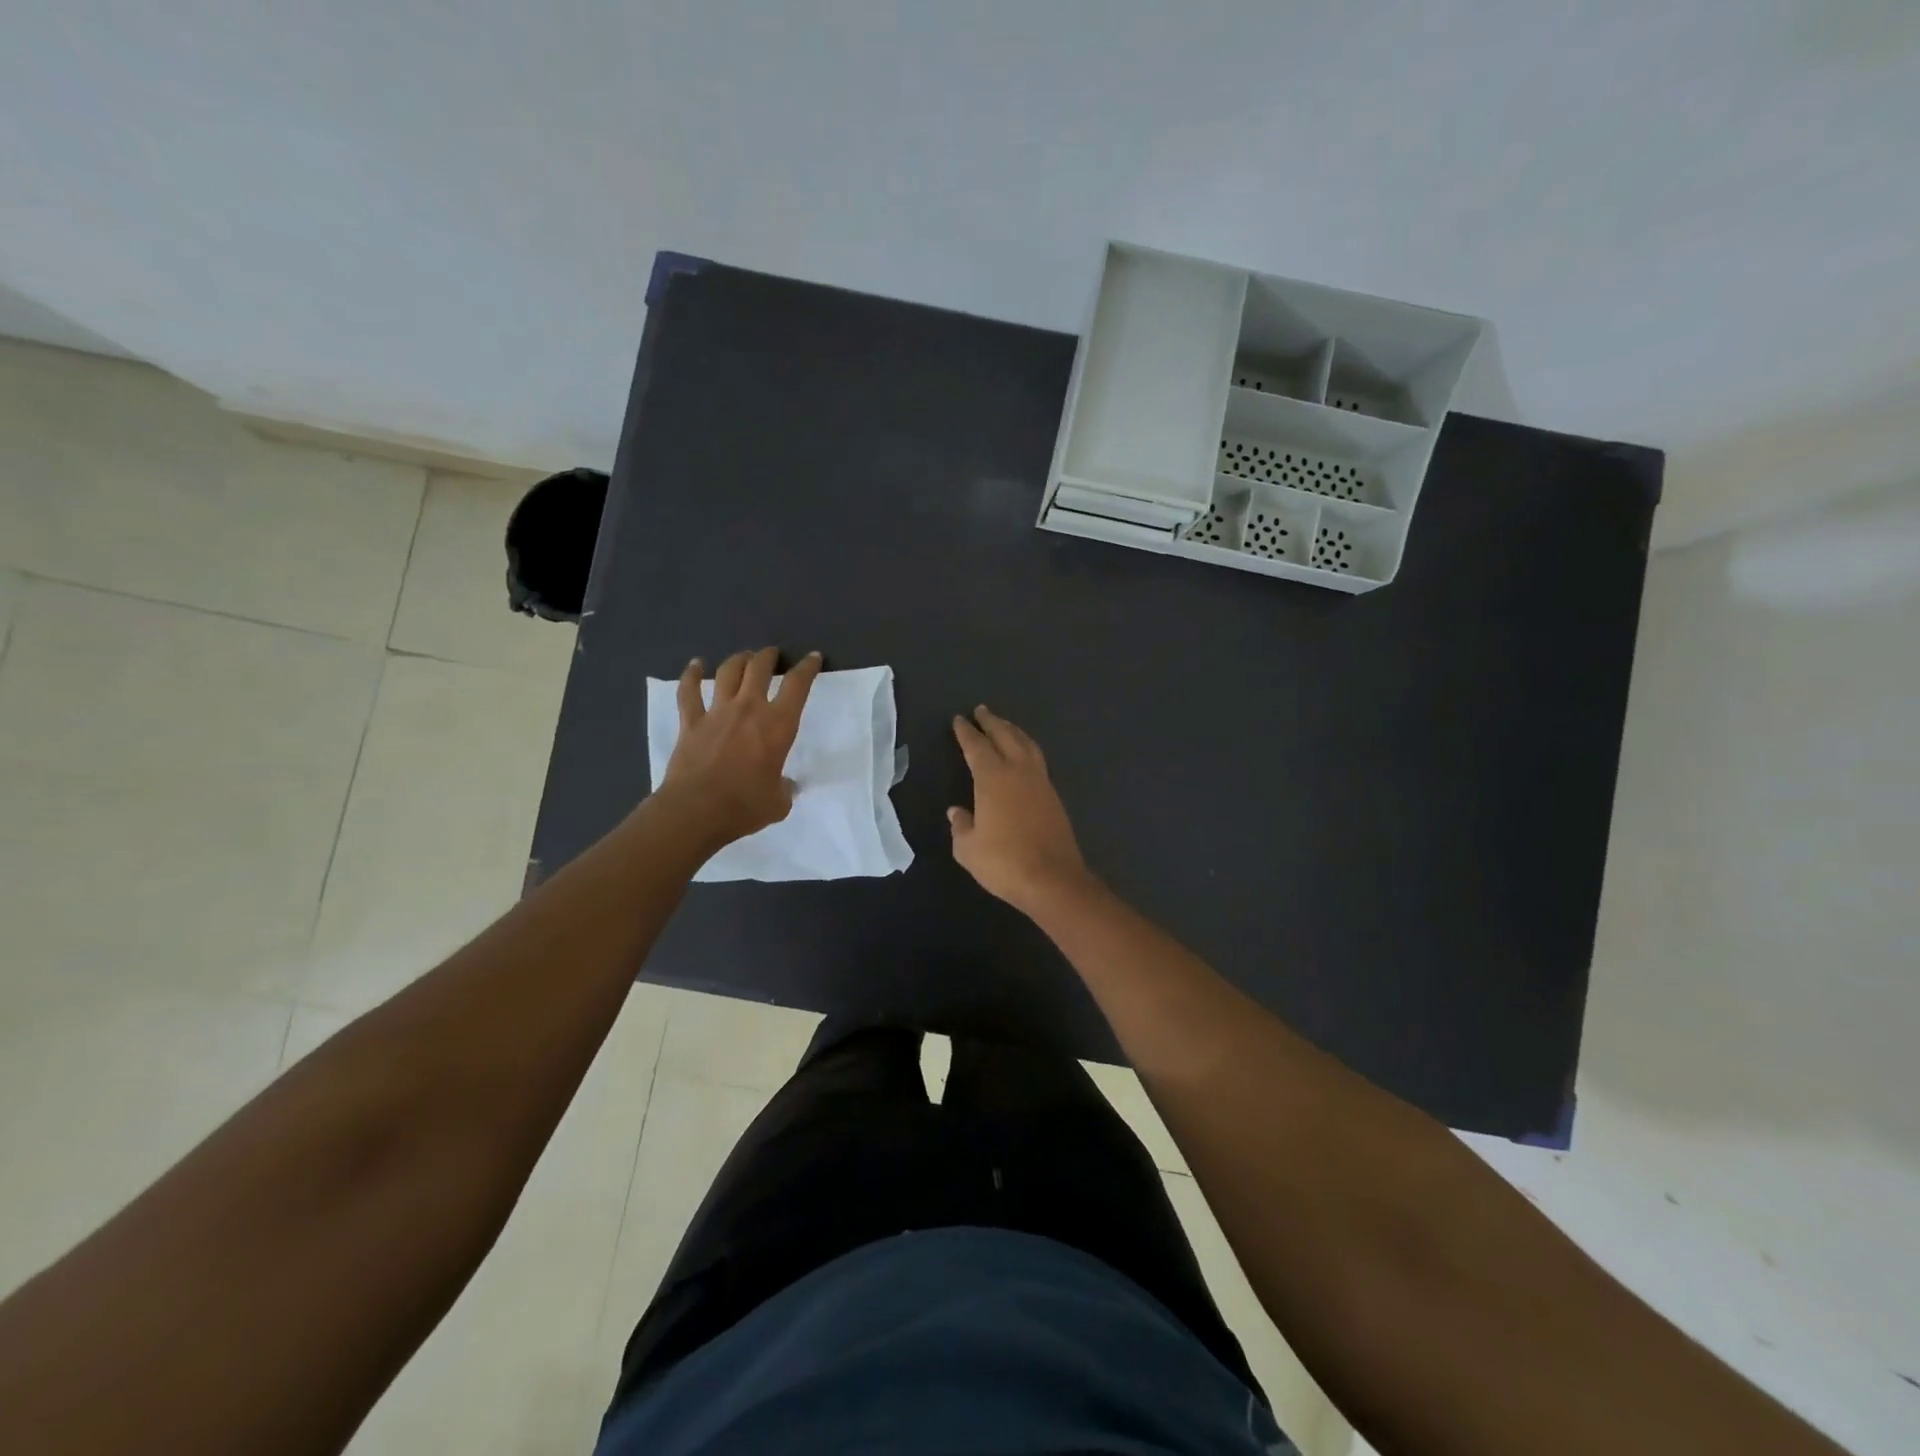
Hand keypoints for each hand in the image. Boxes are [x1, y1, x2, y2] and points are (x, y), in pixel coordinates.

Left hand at [660, 647, 821, 845]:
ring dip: (738, 660)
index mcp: (778, 725)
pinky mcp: (691, 723)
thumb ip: (784, 788)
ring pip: (728, 672)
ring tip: (744, 657)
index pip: (798, 685)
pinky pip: (689, 691)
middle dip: (769, 656)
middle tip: (773, 655)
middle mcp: (749, 709)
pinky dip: (691, 675)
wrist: (696, 811)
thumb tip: (784, 785)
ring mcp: (717, 712)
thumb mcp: (779, 802)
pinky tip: (695, 665)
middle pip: (759, 668)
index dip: (807, 667)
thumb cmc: (745, 806)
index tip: (813, 658)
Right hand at [949, 706, 1091, 914]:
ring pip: (1027, 745)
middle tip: (982, 710)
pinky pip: (1038, 761)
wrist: (1052, 880)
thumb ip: (961, 826)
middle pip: (1005, 736)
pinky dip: (1027, 749)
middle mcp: (1018, 772)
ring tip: (1005, 725)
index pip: (977, 747)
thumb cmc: (1004, 862)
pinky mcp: (1054, 797)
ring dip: (1013, 731)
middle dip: (992, 722)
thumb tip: (957, 812)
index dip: (967, 732)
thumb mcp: (968, 848)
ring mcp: (1041, 782)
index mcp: (993, 778)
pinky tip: (1024, 756)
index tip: (959, 719)